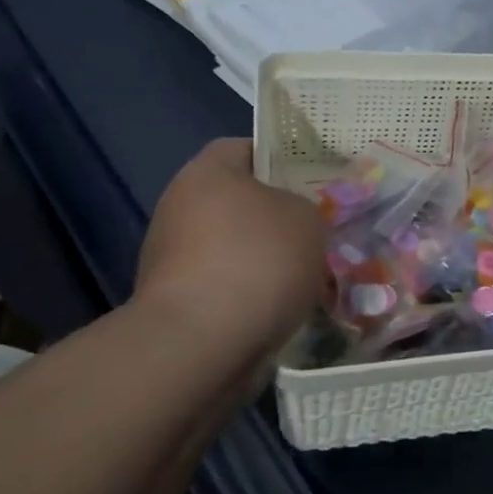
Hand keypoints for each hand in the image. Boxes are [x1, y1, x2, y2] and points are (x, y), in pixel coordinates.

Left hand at [133, 139, 326, 360]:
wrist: (201, 346)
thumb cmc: (257, 261)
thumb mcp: (308, 219)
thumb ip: (307, 208)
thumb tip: (296, 219)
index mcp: (207, 172)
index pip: (247, 148)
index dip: (284, 159)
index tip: (316, 182)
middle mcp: (181, 208)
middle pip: (241, 202)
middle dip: (280, 218)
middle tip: (320, 231)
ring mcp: (172, 258)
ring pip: (236, 248)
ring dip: (268, 260)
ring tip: (310, 277)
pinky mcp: (177, 303)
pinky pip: (227, 287)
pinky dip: (252, 295)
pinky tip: (284, 309)